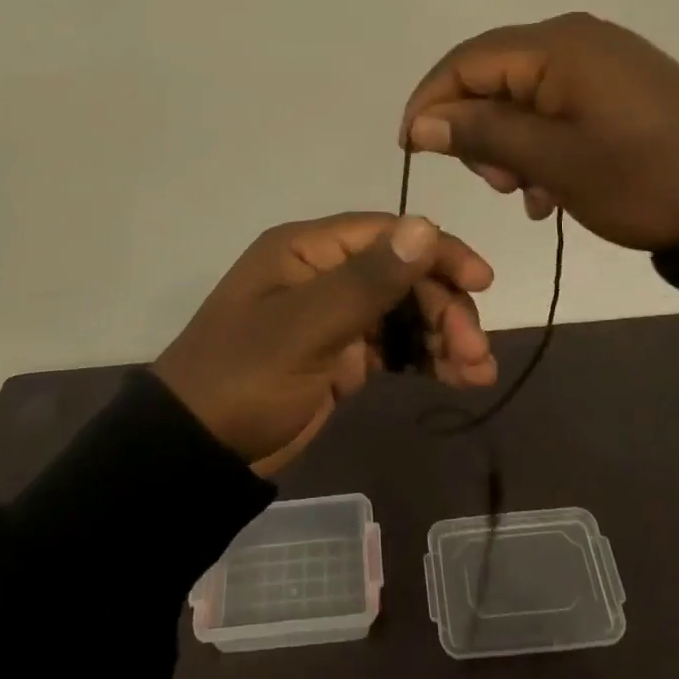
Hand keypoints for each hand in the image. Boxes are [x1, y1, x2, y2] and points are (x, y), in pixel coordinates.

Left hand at [152, 212, 495, 475]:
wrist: (196, 453)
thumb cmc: (244, 379)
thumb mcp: (305, 329)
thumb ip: (367, 281)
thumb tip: (425, 226)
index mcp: (307, 250)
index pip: (386, 234)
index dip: (437, 251)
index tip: (482, 281)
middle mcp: (323, 273)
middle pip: (402, 273)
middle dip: (444, 306)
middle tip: (475, 351)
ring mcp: (333, 315)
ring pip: (404, 310)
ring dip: (443, 334)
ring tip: (476, 373)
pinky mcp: (340, 355)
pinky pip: (393, 345)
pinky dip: (424, 357)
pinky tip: (456, 378)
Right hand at [401, 12, 678, 251]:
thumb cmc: (645, 178)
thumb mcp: (554, 162)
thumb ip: (482, 134)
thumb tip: (421, 122)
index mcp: (555, 46)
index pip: (464, 62)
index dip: (429, 103)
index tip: (411, 151)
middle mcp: (574, 39)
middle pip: (492, 75)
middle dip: (476, 129)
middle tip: (494, 183)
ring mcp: (601, 61)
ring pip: (522, 95)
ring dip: (509, 143)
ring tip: (525, 192)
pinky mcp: (620, 86)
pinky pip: (557, 106)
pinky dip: (541, 144)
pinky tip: (550, 188)